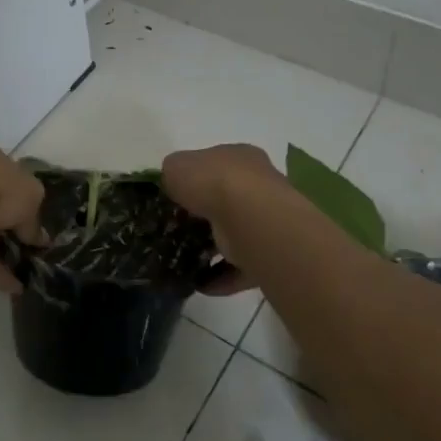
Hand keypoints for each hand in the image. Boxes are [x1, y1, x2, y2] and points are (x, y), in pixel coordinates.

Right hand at [161, 144, 287, 295]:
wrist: (250, 219)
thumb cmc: (213, 182)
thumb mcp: (177, 166)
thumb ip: (172, 172)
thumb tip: (172, 182)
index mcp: (240, 157)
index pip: (216, 165)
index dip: (194, 179)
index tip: (174, 197)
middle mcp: (259, 185)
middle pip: (227, 200)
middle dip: (204, 215)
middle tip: (177, 229)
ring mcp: (266, 220)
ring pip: (235, 234)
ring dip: (213, 247)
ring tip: (184, 259)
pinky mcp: (268, 253)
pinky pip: (240, 267)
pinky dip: (221, 276)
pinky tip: (199, 283)